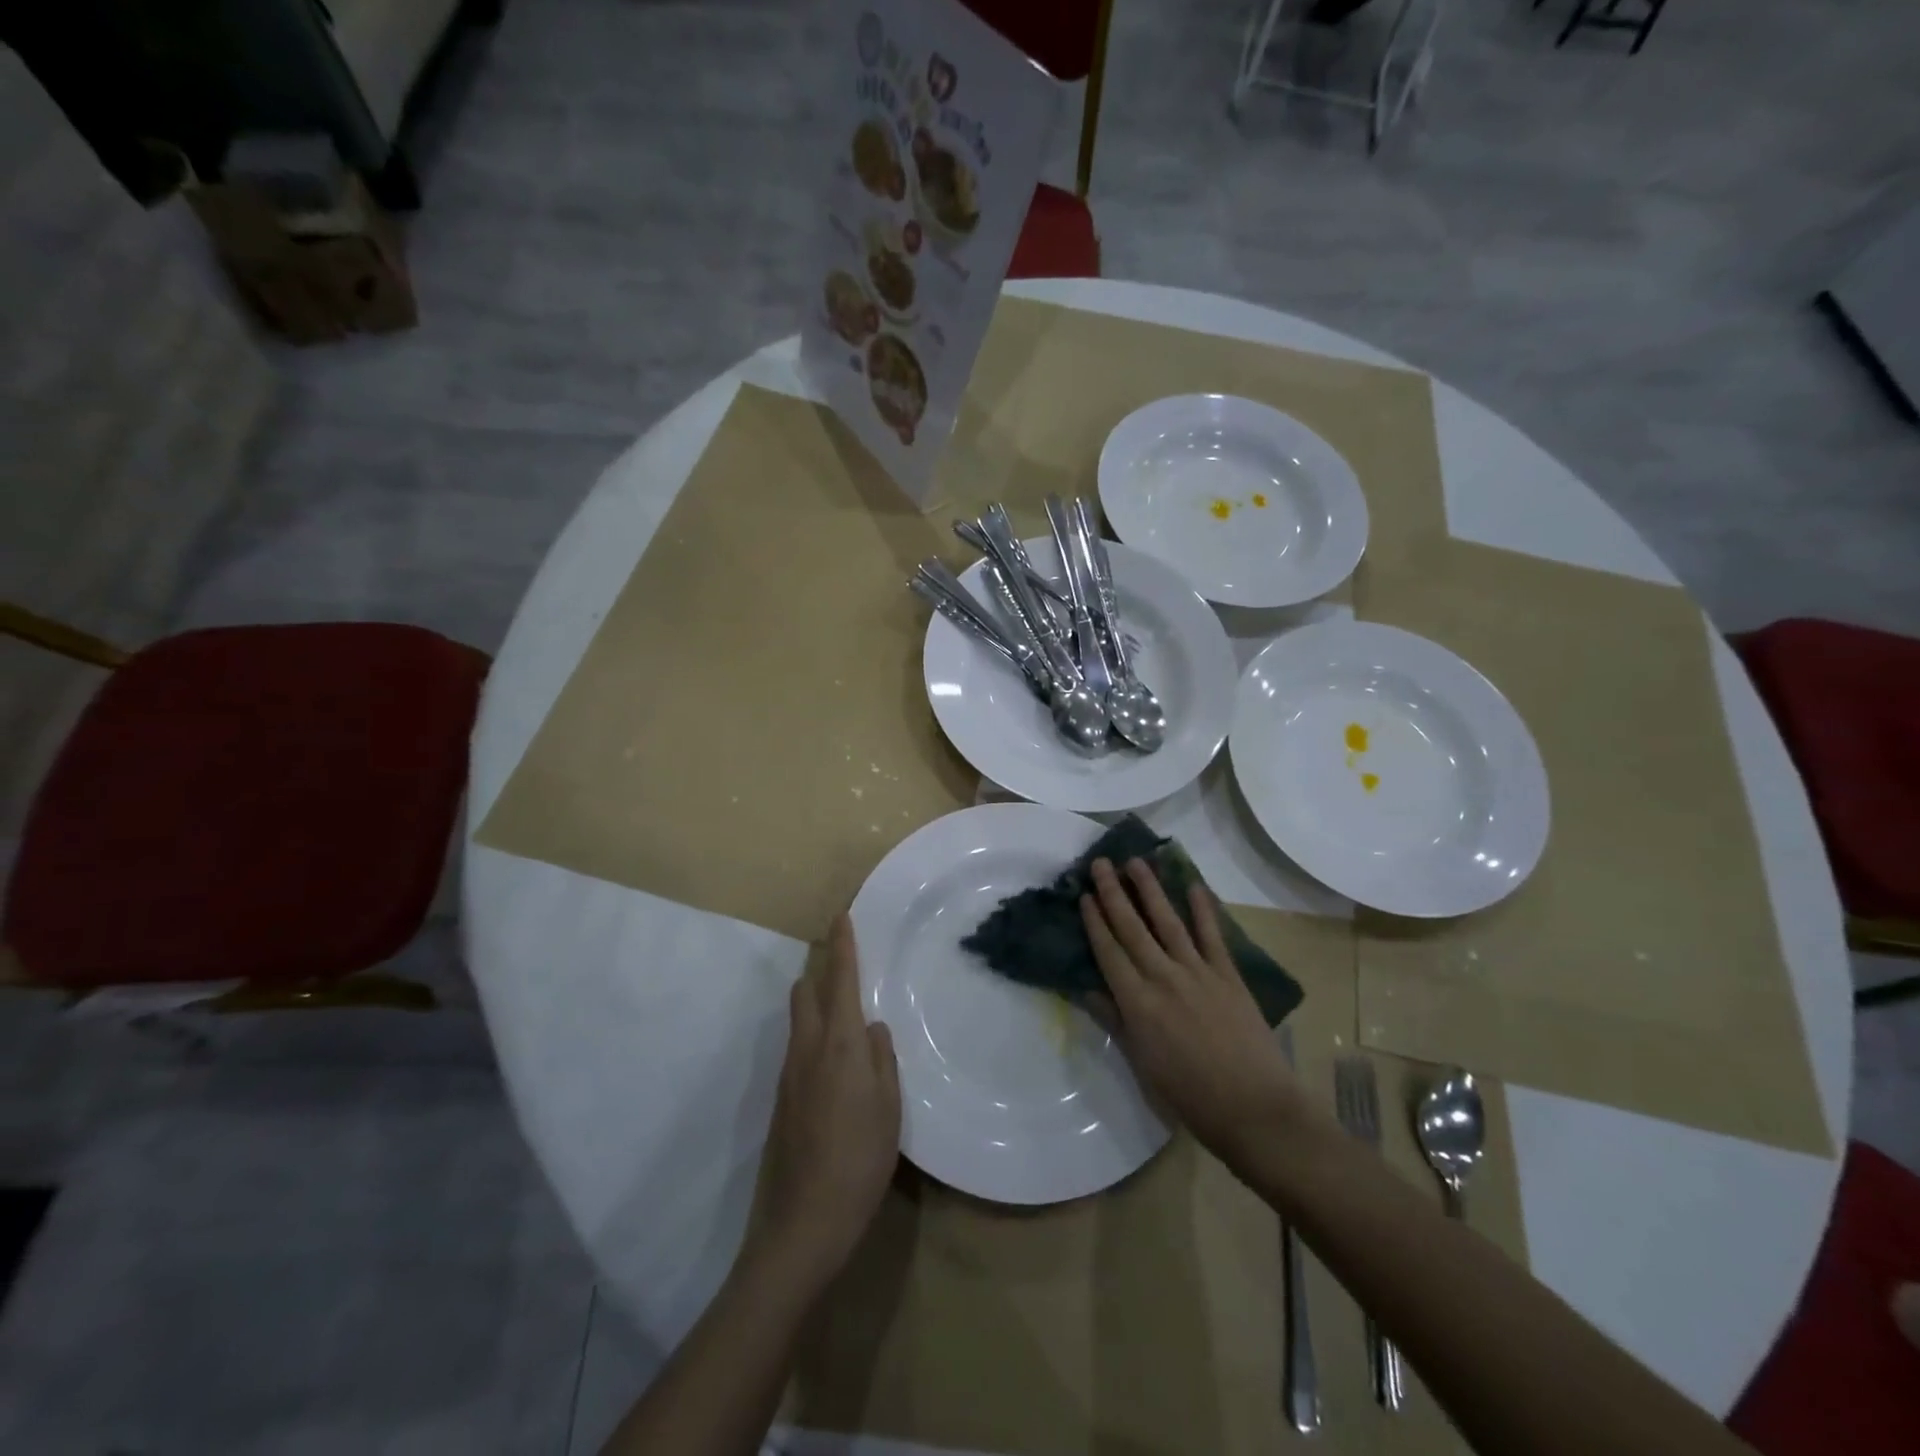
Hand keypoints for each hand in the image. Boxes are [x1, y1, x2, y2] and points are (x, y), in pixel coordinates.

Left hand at [746, 913, 901, 1297]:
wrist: (802, 1223)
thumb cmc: (859, 1160)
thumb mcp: (889, 1107)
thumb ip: (882, 1059)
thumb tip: (872, 1028)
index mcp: (839, 1044)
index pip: (840, 980)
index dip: (842, 946)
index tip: (841, 916)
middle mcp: (807, 1049)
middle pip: (806, 991)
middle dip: (822, 967)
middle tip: (847, 961)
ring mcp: (788, 1074)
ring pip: (799, 1017)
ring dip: (816, 998)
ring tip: (844, 1003)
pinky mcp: (781, 1098)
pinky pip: (798, 1045)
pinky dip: (813, 1030)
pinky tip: (834, 1055)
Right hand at [1080, 858, 1306, 1167]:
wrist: (1254, 1109)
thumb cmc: (1190, 1095)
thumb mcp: (1142, 1064)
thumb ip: (1116, 1021)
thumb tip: (1089, 989)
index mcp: (1137, 1002)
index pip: (1109, 951)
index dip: (1094, 921)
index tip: (1084, 895)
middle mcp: (1163, 977)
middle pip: (1132, 928)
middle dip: (1114, 893)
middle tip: (1101, 863)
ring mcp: (1197, 972)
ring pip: (1167, 921)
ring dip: (1150, 889)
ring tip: (1136, 862)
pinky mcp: (1228, 975)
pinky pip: (1212, 935)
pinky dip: (1203, 909)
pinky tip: (1193, 885)